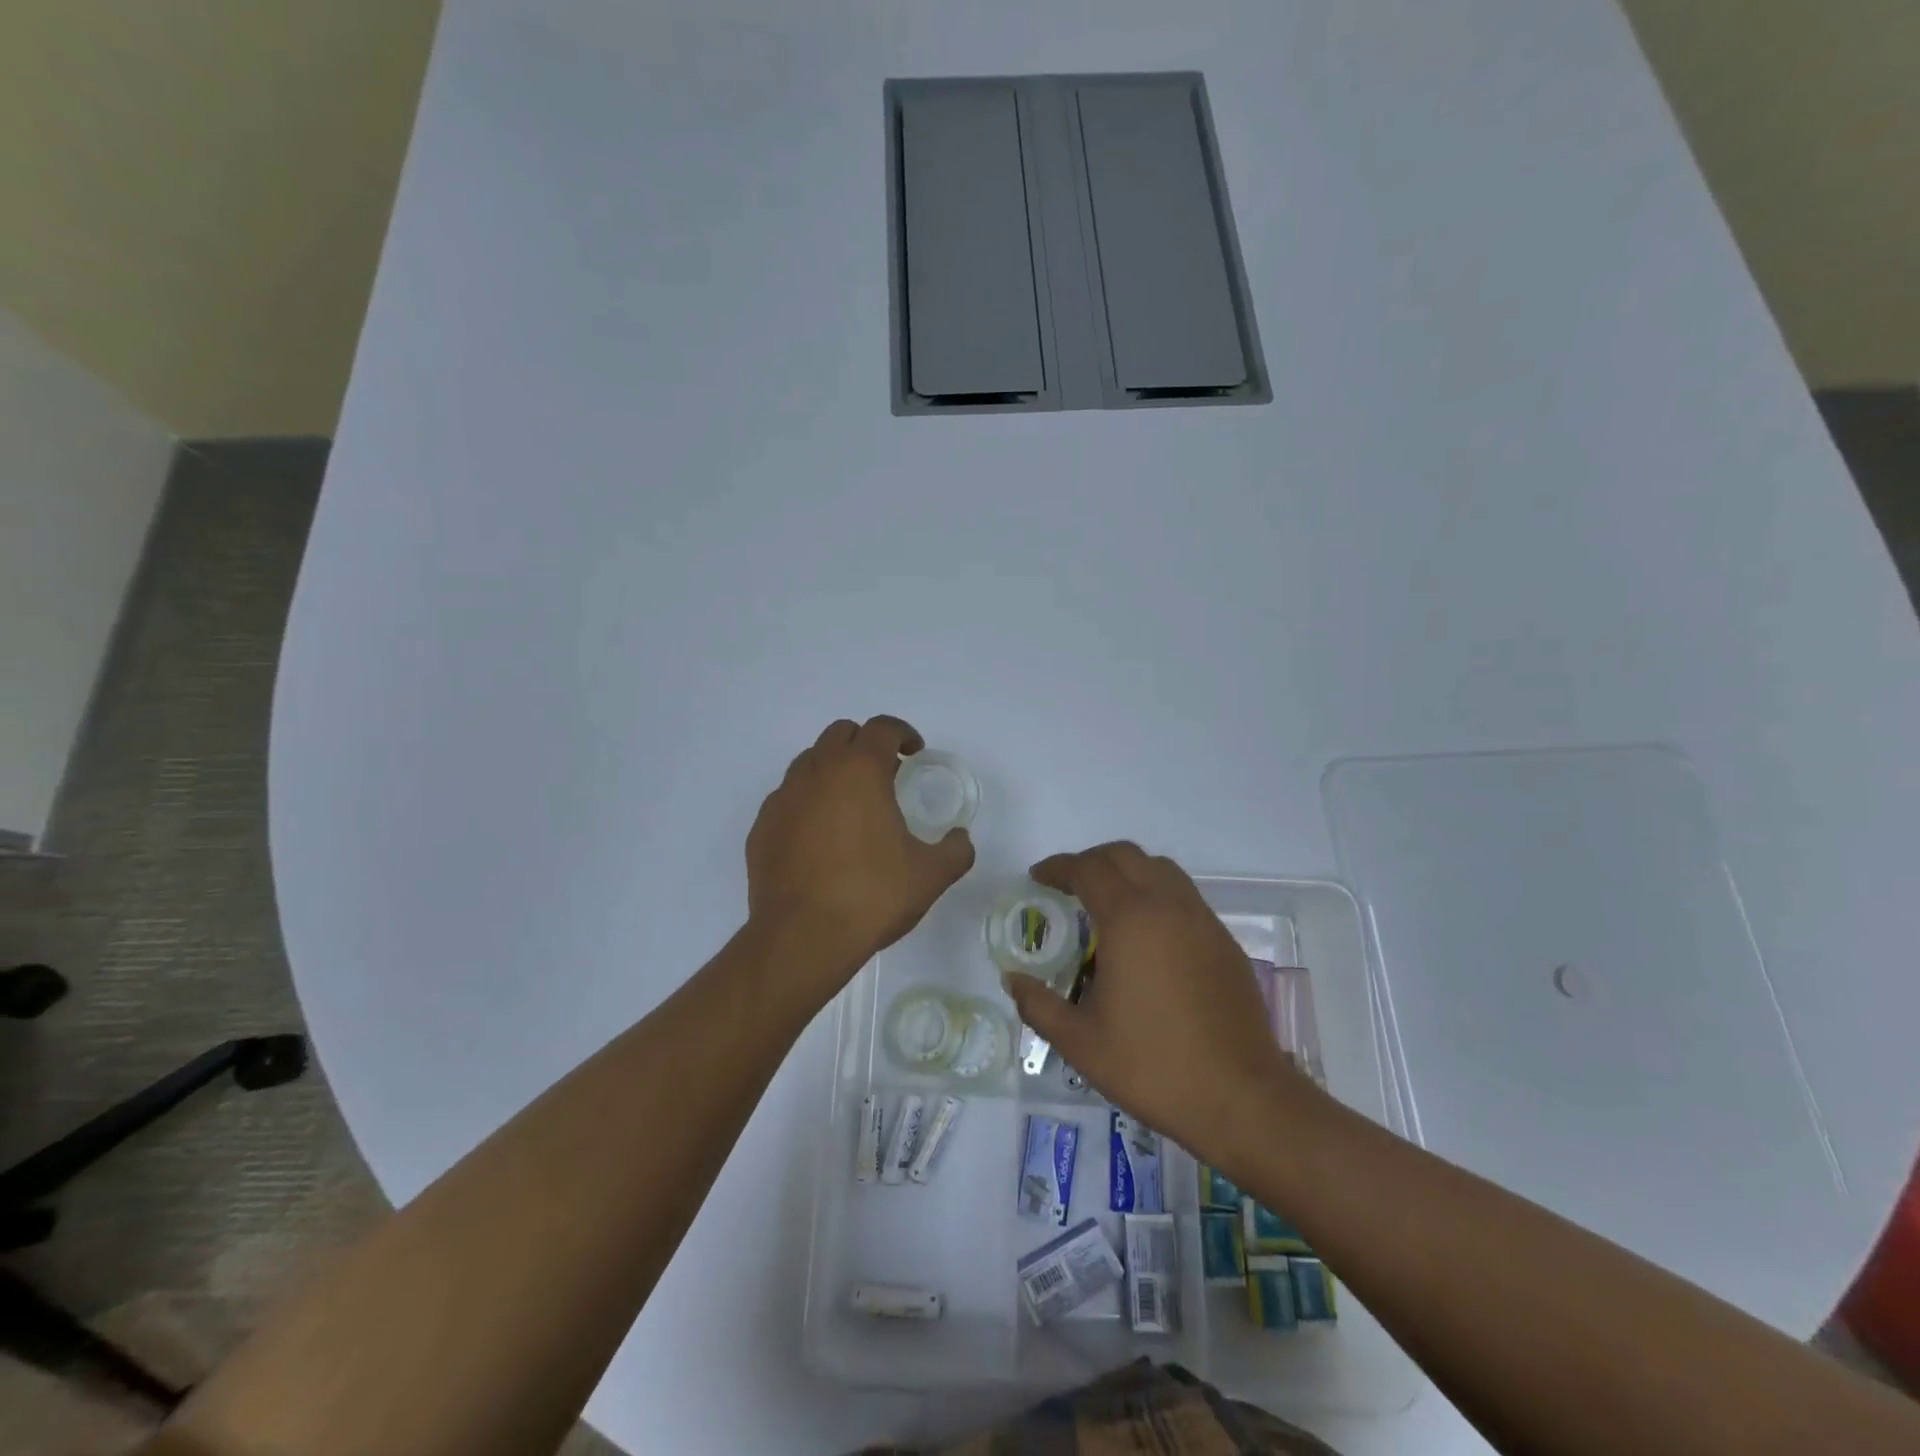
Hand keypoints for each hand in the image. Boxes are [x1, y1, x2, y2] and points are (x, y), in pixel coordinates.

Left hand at [746, 717, 974, 996]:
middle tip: (885, 774)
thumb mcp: (931, 875)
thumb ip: (955, 850)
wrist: (801, 938)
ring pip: (809, 762)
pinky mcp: (762, 826)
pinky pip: (788, 797)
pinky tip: (820, 836)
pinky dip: (808, 801)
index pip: (882, 727)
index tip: (914, 752)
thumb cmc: (871, 896)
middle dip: (865, 744)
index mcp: (860, 770)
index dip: (903, 733)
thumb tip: (960, 839)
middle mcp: (817, 772)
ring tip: (851, 804)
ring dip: (833, 769)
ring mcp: (783, 798)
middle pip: (840, 734)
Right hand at [1001, 842, 1307, 1162]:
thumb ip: (1039, 1005)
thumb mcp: (1081, 1043)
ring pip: (1160, 868)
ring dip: (1127, 871)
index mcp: (1130, 919)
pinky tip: (1147, 936)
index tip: (1037, 878)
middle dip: (1091, 861)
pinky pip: (1183, 895)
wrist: (1242, 1098)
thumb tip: (1014, 980)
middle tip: (1067, 886)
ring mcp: (1202, 920)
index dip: (1058, 867)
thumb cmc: (1153, 1066)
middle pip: (1125, 855)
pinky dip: (1156, 894)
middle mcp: (1168, 906)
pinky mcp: (1224, 941)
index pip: (1088, 869)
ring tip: (1106, 903)